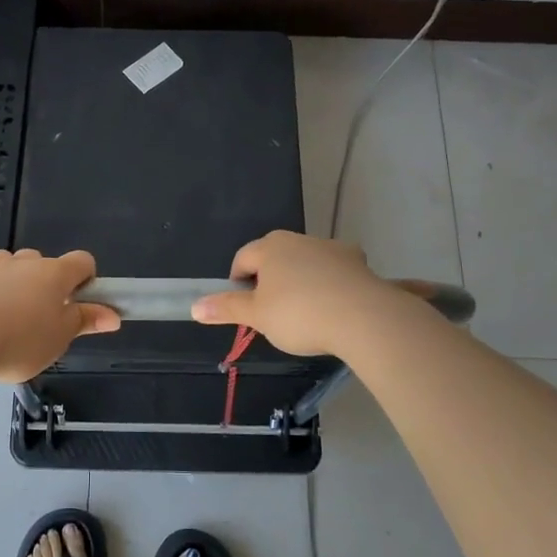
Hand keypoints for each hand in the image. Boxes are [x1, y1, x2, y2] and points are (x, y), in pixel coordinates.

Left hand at [0, 248, 120, 381]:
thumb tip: (113, 315)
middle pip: (40, 260)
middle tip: (42, 316)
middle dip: (43, 281)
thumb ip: (84, 322)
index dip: (86, 278)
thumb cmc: (21, 339)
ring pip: (5, 267)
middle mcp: (22, 264)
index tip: (81, 302)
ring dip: (10, 284)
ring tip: (7, 317)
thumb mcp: (60, 338)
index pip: (82, 261)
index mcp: (54, 274)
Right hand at [190, 230, 407, 356]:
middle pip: (275, 257)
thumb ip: (226, 309)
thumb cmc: (299, 314)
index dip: (238, 283)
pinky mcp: (357, 262)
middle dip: (270, 280)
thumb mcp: (257, 316)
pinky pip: (335, 271)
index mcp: (270, 247)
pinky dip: (330, 285)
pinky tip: (334, 308)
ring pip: (306, 262)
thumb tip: (194, 306)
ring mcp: (331, 248)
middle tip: (273, 312)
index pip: (243, 258)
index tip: (245, 308)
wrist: (363, 317)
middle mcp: (299, 239)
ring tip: (306, 313)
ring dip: (301, 281)